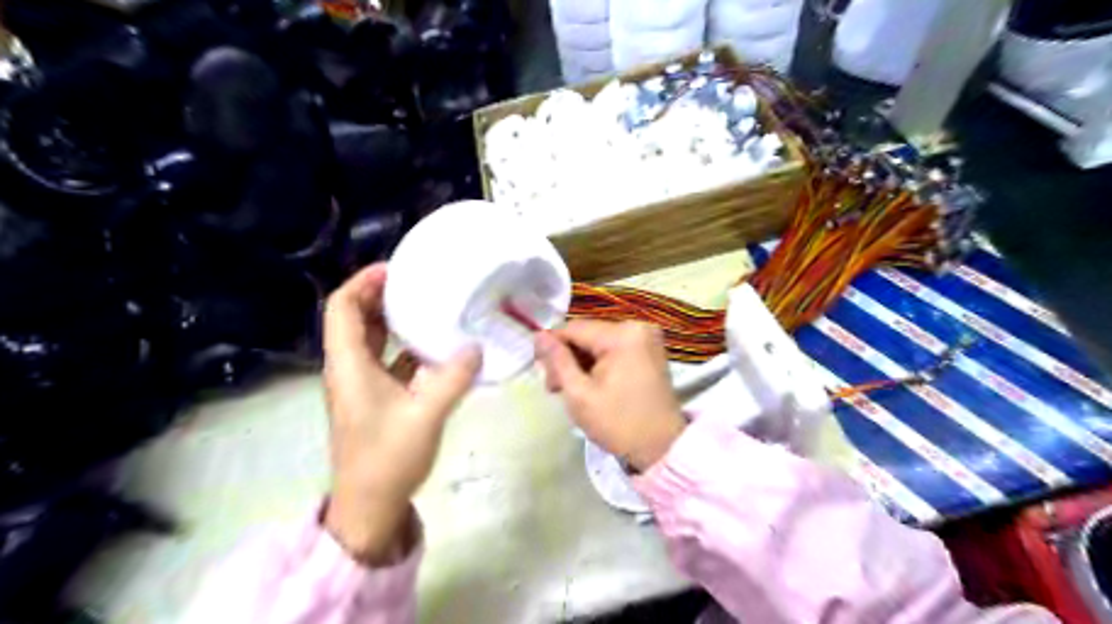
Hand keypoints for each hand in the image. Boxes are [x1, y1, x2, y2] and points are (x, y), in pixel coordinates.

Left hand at [319, 262, 479, 564]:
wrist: (369, 507)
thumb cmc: (387, 460)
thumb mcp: (425, 415)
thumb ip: (452, 378)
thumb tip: (476, 347)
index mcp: (348, 365)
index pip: (343, 308)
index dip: (363, 282)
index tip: (396, 269)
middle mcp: (349, 368)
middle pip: (355, 318)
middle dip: (381, 295)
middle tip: (419, 282)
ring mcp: (360, 384)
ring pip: (371, 339)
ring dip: (393, 319)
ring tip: (429, 305)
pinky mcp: (374, 398)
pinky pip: (387, 359)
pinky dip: (405, 346)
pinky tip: (436, 346)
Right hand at [536, 321, 686, 471]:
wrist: (662, 447)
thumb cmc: (618, 423)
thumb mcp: (579, 394)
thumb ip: (557, 361)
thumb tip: (538, 335)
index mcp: (622, 335)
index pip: (573, 328)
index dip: (552, 347)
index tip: (542, 373)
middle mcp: (637, 327)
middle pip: (587, 334)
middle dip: (567, 358)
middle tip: (555, 388)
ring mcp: (647, 338)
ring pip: (598, 342)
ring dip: (581, 362)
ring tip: (570, 390)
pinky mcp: (650, 350)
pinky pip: (614, 349)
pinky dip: (599, 364)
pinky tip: (590, 384)